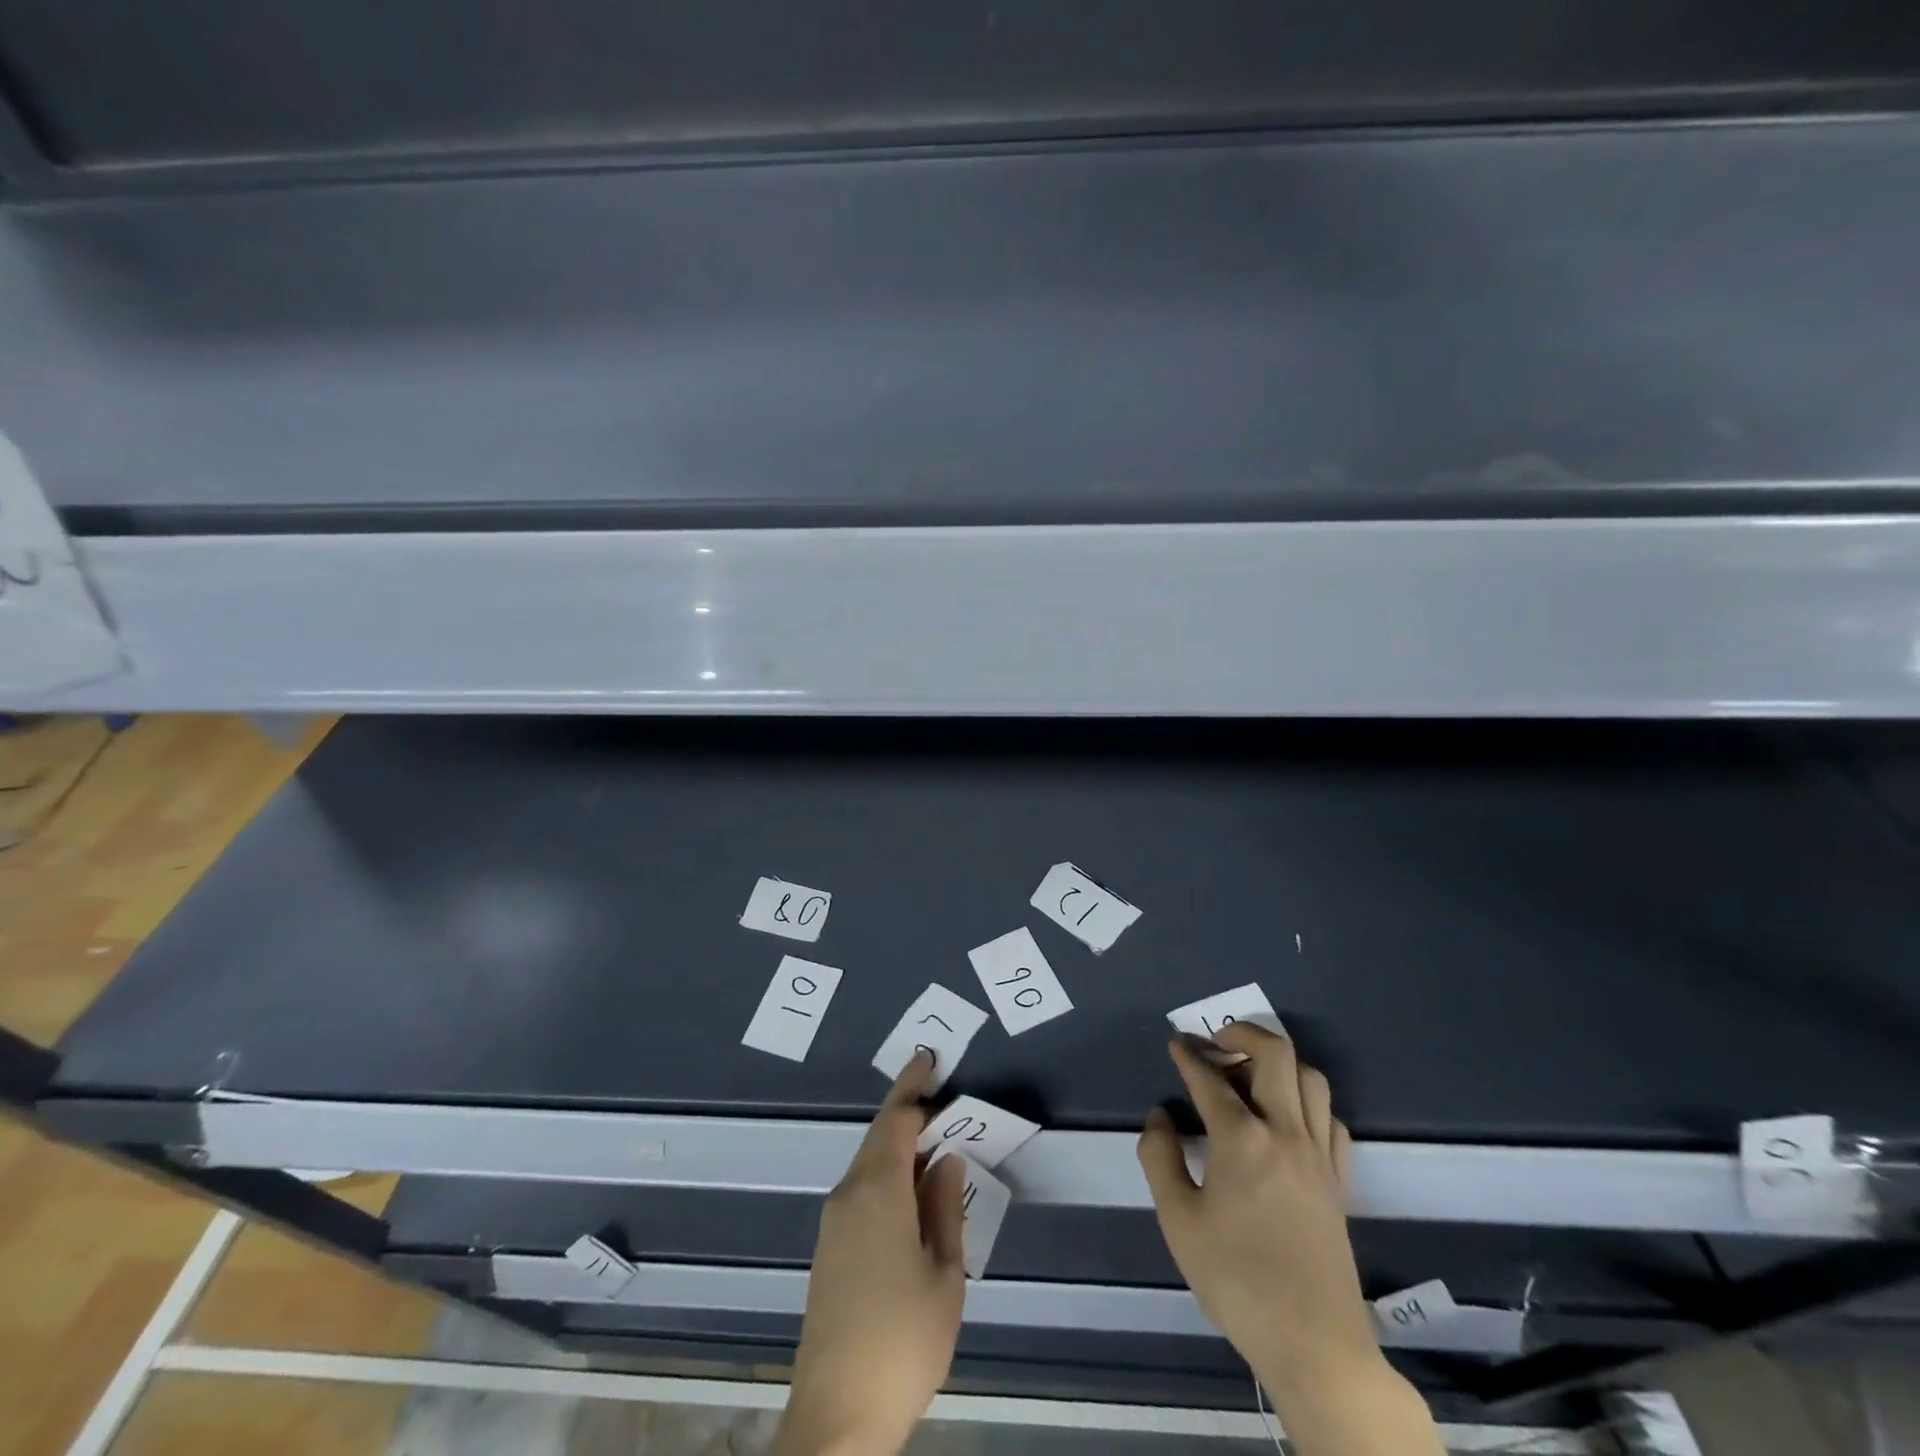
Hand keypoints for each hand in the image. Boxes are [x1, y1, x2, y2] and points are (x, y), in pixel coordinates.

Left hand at [775, 1050, 964, 1455]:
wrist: (837, 1416)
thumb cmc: (902, 1340)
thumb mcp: (944, 1274)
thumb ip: (945, 1207)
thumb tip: (947, 1159)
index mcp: (878, 1190)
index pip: (896, 1119)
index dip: (913, 1086)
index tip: (927, 1058)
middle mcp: (849, 1194)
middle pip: (880, 1137)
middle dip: (909, 1113)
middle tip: (942, 1099)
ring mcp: (834, 1221)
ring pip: (870, 1163)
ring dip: (900, 1146)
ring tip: (936, 1144)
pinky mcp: (829, 1247)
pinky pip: (862, 1189)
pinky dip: (888, 1174)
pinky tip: (911, 1192)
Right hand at [1138, 1026, 1441, 1455]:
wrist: (1315, 1345)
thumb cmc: (1237, 1280)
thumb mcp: (1178, 1221)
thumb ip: (1160, 1158)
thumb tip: (1160, 1117)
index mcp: (1242, 1139)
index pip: (1210, 1079)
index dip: (1188, 1055)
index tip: (1175, 1043)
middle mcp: (1285, 1132)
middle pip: (1276, 1055)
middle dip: (1243, 1033)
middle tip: (1217, 1041)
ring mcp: (1319, 1155)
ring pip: (1311, 1079)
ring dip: (1280, 1062)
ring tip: (1251, 1072)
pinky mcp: (1340, 1181)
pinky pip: (1332, 1119)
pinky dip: (1308, 1101)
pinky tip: (1288, 1117)